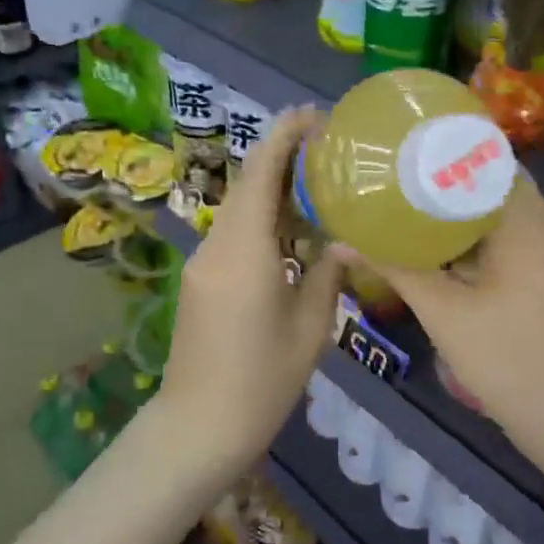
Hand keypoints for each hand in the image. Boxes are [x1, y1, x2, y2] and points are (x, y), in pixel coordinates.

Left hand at [161, 108, 346, 472]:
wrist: (197, 427)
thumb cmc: (261, 382)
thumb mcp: (309, 329)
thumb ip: (327, 275)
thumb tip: (346, 241)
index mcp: (245, 252)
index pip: (259, 174)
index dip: (283, 137)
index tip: (313, 116)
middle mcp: (217, 246)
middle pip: (246, 184)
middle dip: (281, 156)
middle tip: (327, 148)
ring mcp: (203, 262)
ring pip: (239, 207)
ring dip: (272, 187)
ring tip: (318, 181)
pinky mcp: (200, 279)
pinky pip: (233, 232)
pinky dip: (262, 217)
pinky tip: (292, 227)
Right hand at [352, 176, 543, 446]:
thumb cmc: (507, 359)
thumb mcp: (443, 312)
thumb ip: (394, 269)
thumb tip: (340, 241)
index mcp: (528, 224)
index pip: (490, 161)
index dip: (446, 150)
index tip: (405, 146)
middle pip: (494, 185)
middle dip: (447, 179)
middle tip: (397, 174)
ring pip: (502, 214)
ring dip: (462, 209)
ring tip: (409, 200)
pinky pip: (510, 238)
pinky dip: (477, 235)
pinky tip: (438, 244)